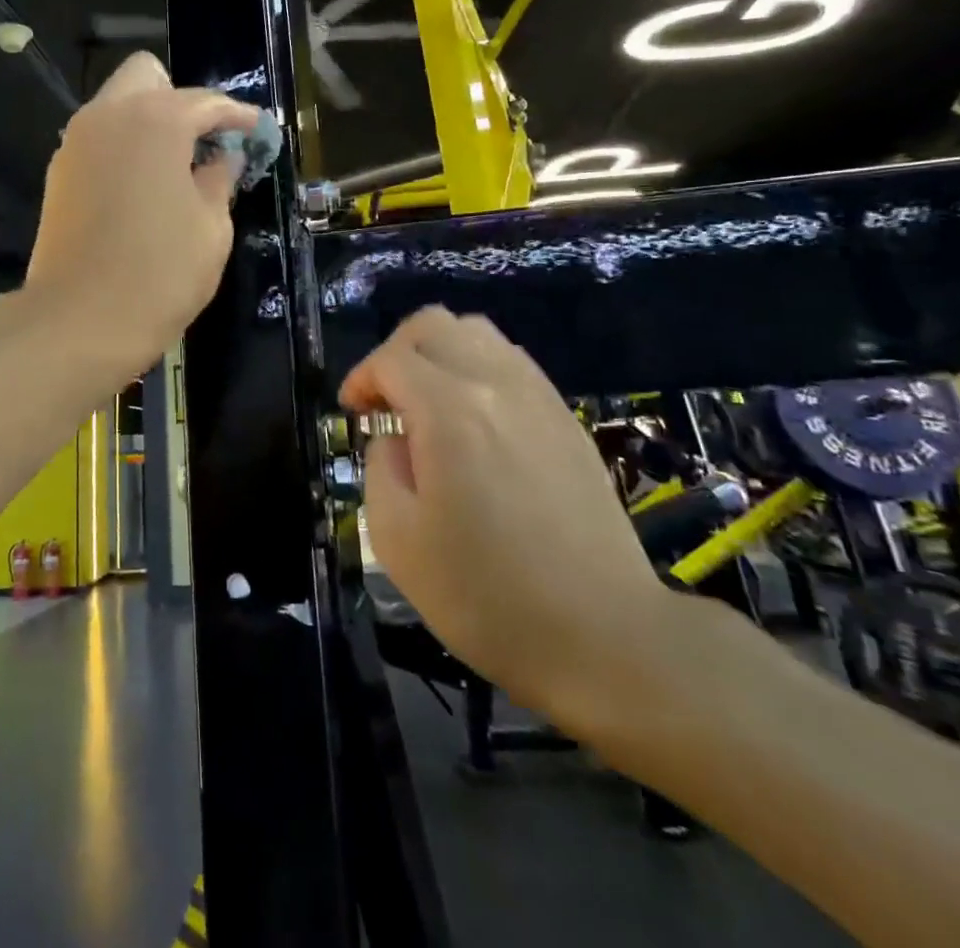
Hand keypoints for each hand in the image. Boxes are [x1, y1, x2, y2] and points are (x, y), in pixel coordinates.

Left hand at [23, 51, 259, 376]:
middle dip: (181, 99)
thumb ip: (221, 180)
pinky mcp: (59, 173)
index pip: (206, 102)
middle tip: (206, 142)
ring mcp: (76, 142)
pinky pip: (99, 138)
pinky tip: (144, 185)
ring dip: (150, 121)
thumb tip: (224, 159)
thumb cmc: (160, 274)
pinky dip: (125, 145)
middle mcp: (108, 116)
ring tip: (178, 166)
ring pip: (117, 105)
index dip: (237, 116)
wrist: (78, 322)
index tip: (258, 131)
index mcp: (154, 120)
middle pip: (147, 77)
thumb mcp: (211, 228)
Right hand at [341, 307, 668, 727]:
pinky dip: (477, 369)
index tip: (353, 414)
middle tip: (386, 402)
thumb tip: (395, 438)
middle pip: (433, 324)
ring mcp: (539, 396)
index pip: (391, 359)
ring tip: (428, 405)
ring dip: (438, 354)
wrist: (605, 635)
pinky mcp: (566, 417)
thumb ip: (381, 467)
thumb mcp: (397, 539)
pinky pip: (511, 361)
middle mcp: (495, 384)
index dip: (361, 378)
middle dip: (395, 353)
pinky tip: (474, 420)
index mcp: (450, 411)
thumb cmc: (487, 596)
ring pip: (477, 332)